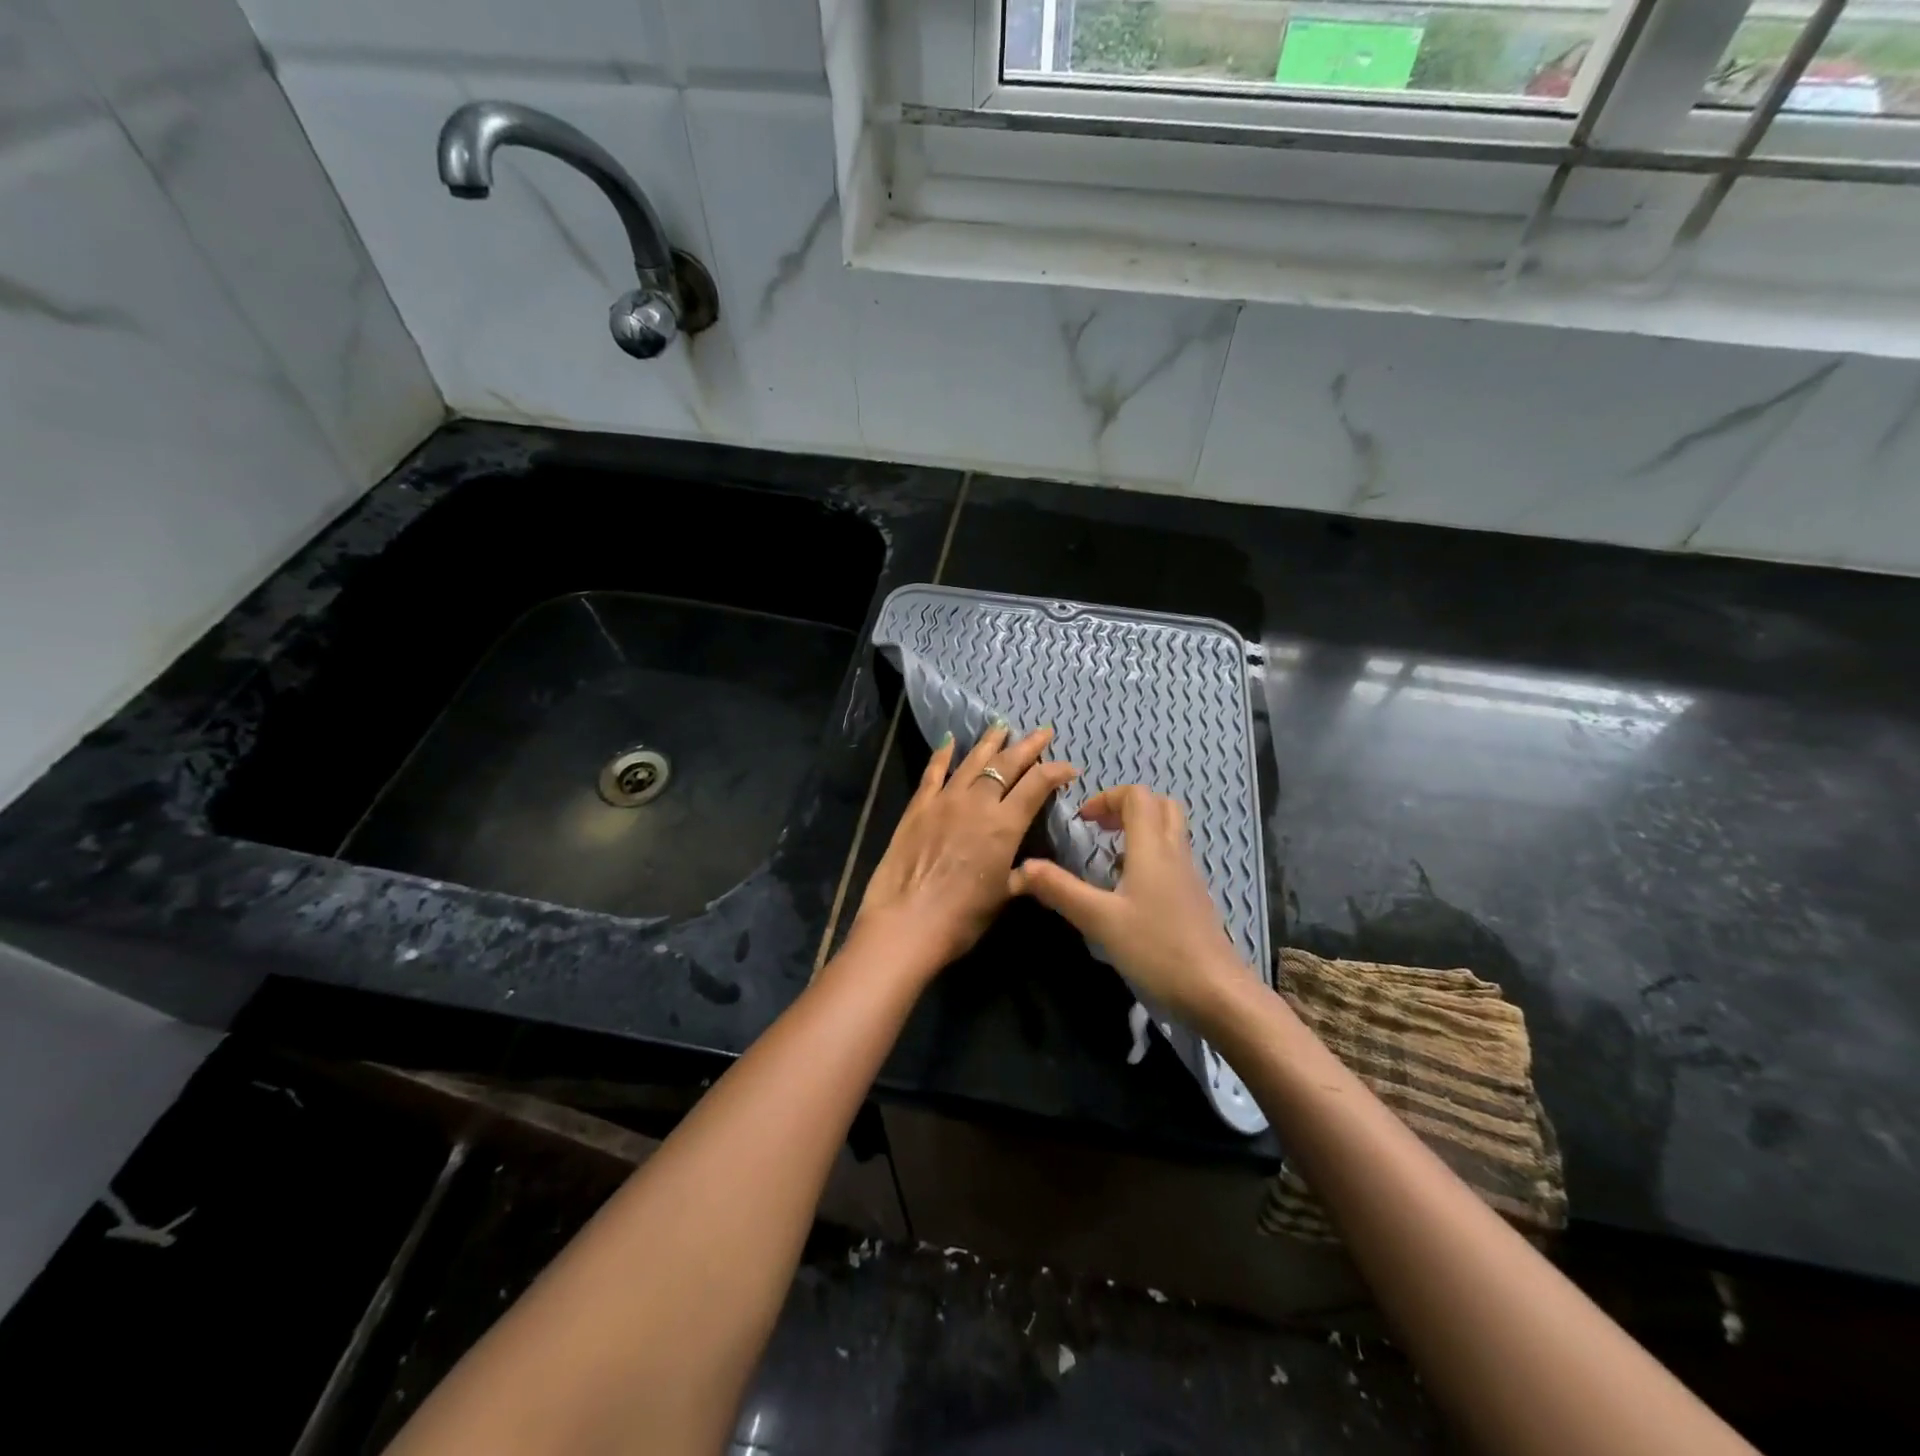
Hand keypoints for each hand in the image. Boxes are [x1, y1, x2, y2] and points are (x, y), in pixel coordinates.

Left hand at [851, 723, 1077, 981]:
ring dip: (989, 743)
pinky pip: (933, 773)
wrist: (905, 923)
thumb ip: (1022, 875)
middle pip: (1007, 765)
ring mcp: (945, 801)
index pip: (1037, 785)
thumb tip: (1035, 868)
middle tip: (1043, 731)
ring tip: (1001, 726)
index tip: (1070, 767)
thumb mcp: (1003, 897)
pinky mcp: (918, 807)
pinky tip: (949, 741)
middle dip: (1028, 746)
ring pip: (972, 762)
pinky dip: (942, 755)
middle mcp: (977, 803)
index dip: (1056, 771)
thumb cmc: (961, 917)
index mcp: (1005, 825)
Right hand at [1009, 785, 1254, 1028]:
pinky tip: (1129, 890)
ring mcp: (1189, 875)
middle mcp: (1175, 852)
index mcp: (1152, 847)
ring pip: (1169, 831)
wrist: (1216, 991)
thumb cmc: (1156, 948)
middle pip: (1159, 805)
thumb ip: (1060, 890)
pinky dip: (1150, 855)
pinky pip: (1173, 857)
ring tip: (1108, 858)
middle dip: (1126, 807)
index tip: (1083, 822)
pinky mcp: (1194, 897)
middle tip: (1099, 830)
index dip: (1107, 798)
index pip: (1137, 796)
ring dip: (1139, 830)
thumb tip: (1020, 869)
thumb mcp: (1099, 920)